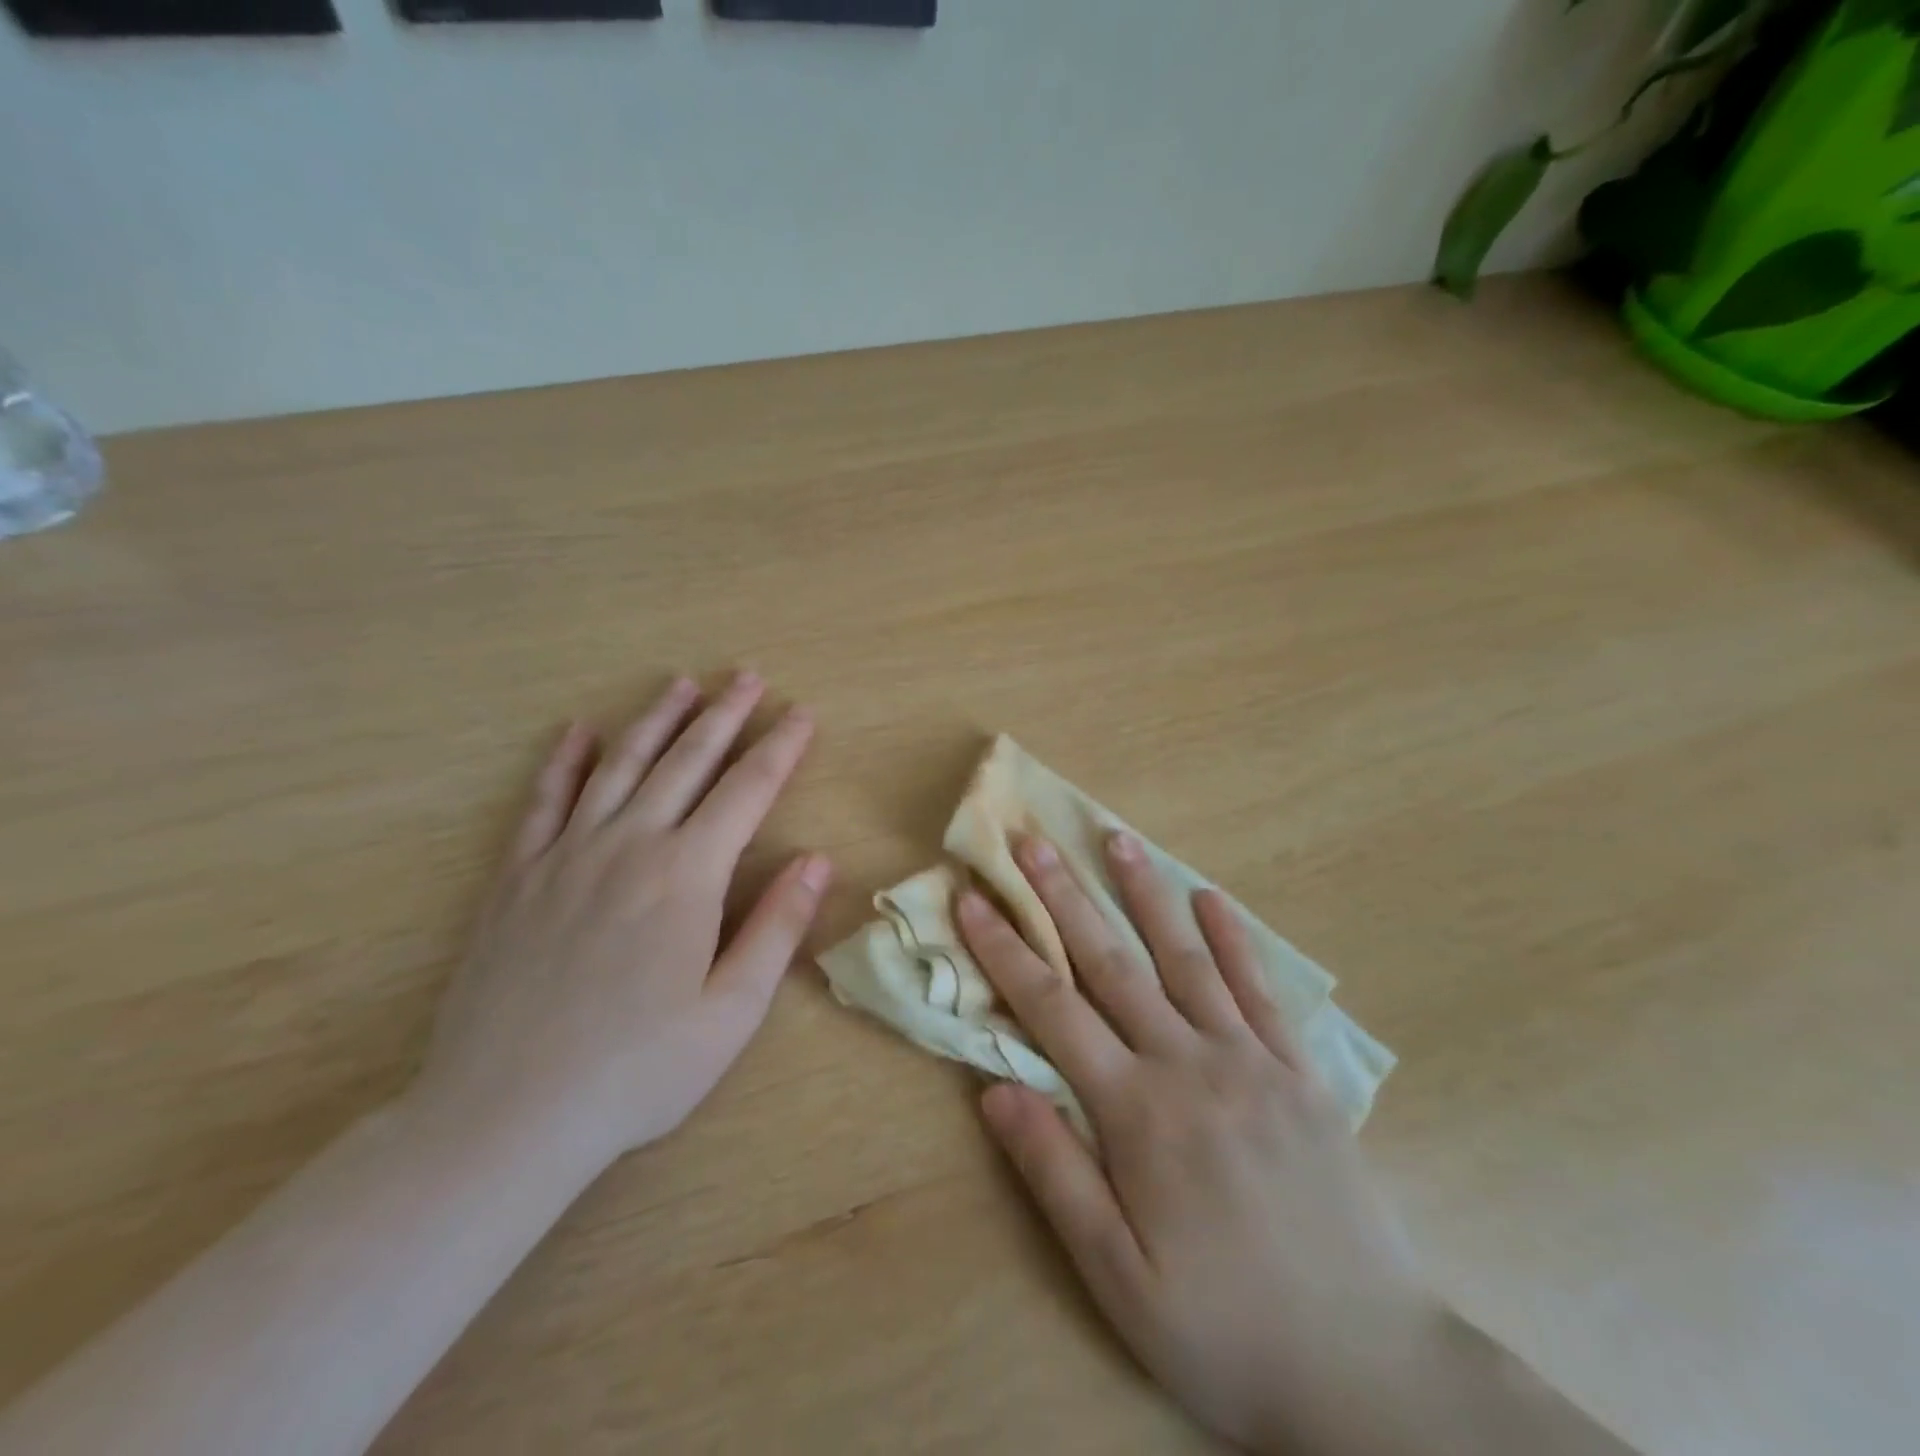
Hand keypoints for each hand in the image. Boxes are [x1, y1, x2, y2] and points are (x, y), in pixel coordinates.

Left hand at [414, 671, 831, 1170]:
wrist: (504, 1115)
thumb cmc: (636, 1070)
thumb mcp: (730, 1011)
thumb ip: (777, 928)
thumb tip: (817, 861)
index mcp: (688, 875)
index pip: (748, 790)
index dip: (780, 748)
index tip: (802, 714)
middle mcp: (630, 845)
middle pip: (687, 761)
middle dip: (724, 715)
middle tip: (749, 676)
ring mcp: (567, 855)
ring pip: (621, 765)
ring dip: (656, 719)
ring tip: (682, 684)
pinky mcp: (517, 876)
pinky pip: (544, 800)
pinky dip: (564, 760)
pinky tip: (579, 731)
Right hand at [956, 833, 1442, 1455]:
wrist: (1370, 1374)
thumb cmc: (1225, 1332)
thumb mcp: (1118, 1279)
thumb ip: (1054, 1174)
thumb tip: (994, 1089)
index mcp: (1137, 1111)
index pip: (1052, 1008)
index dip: (1005, 949)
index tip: (973, 897)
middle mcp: (1189, 1064)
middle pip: (1111, 962)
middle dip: (1063, 897)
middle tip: (1032, 840)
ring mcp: (1251, 1060)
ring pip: (1184, 957)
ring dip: (1145, 893)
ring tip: (1116, 839)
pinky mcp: (1300, 1072)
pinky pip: (1260, 990)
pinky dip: (1233, 938)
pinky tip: (1211, 898)